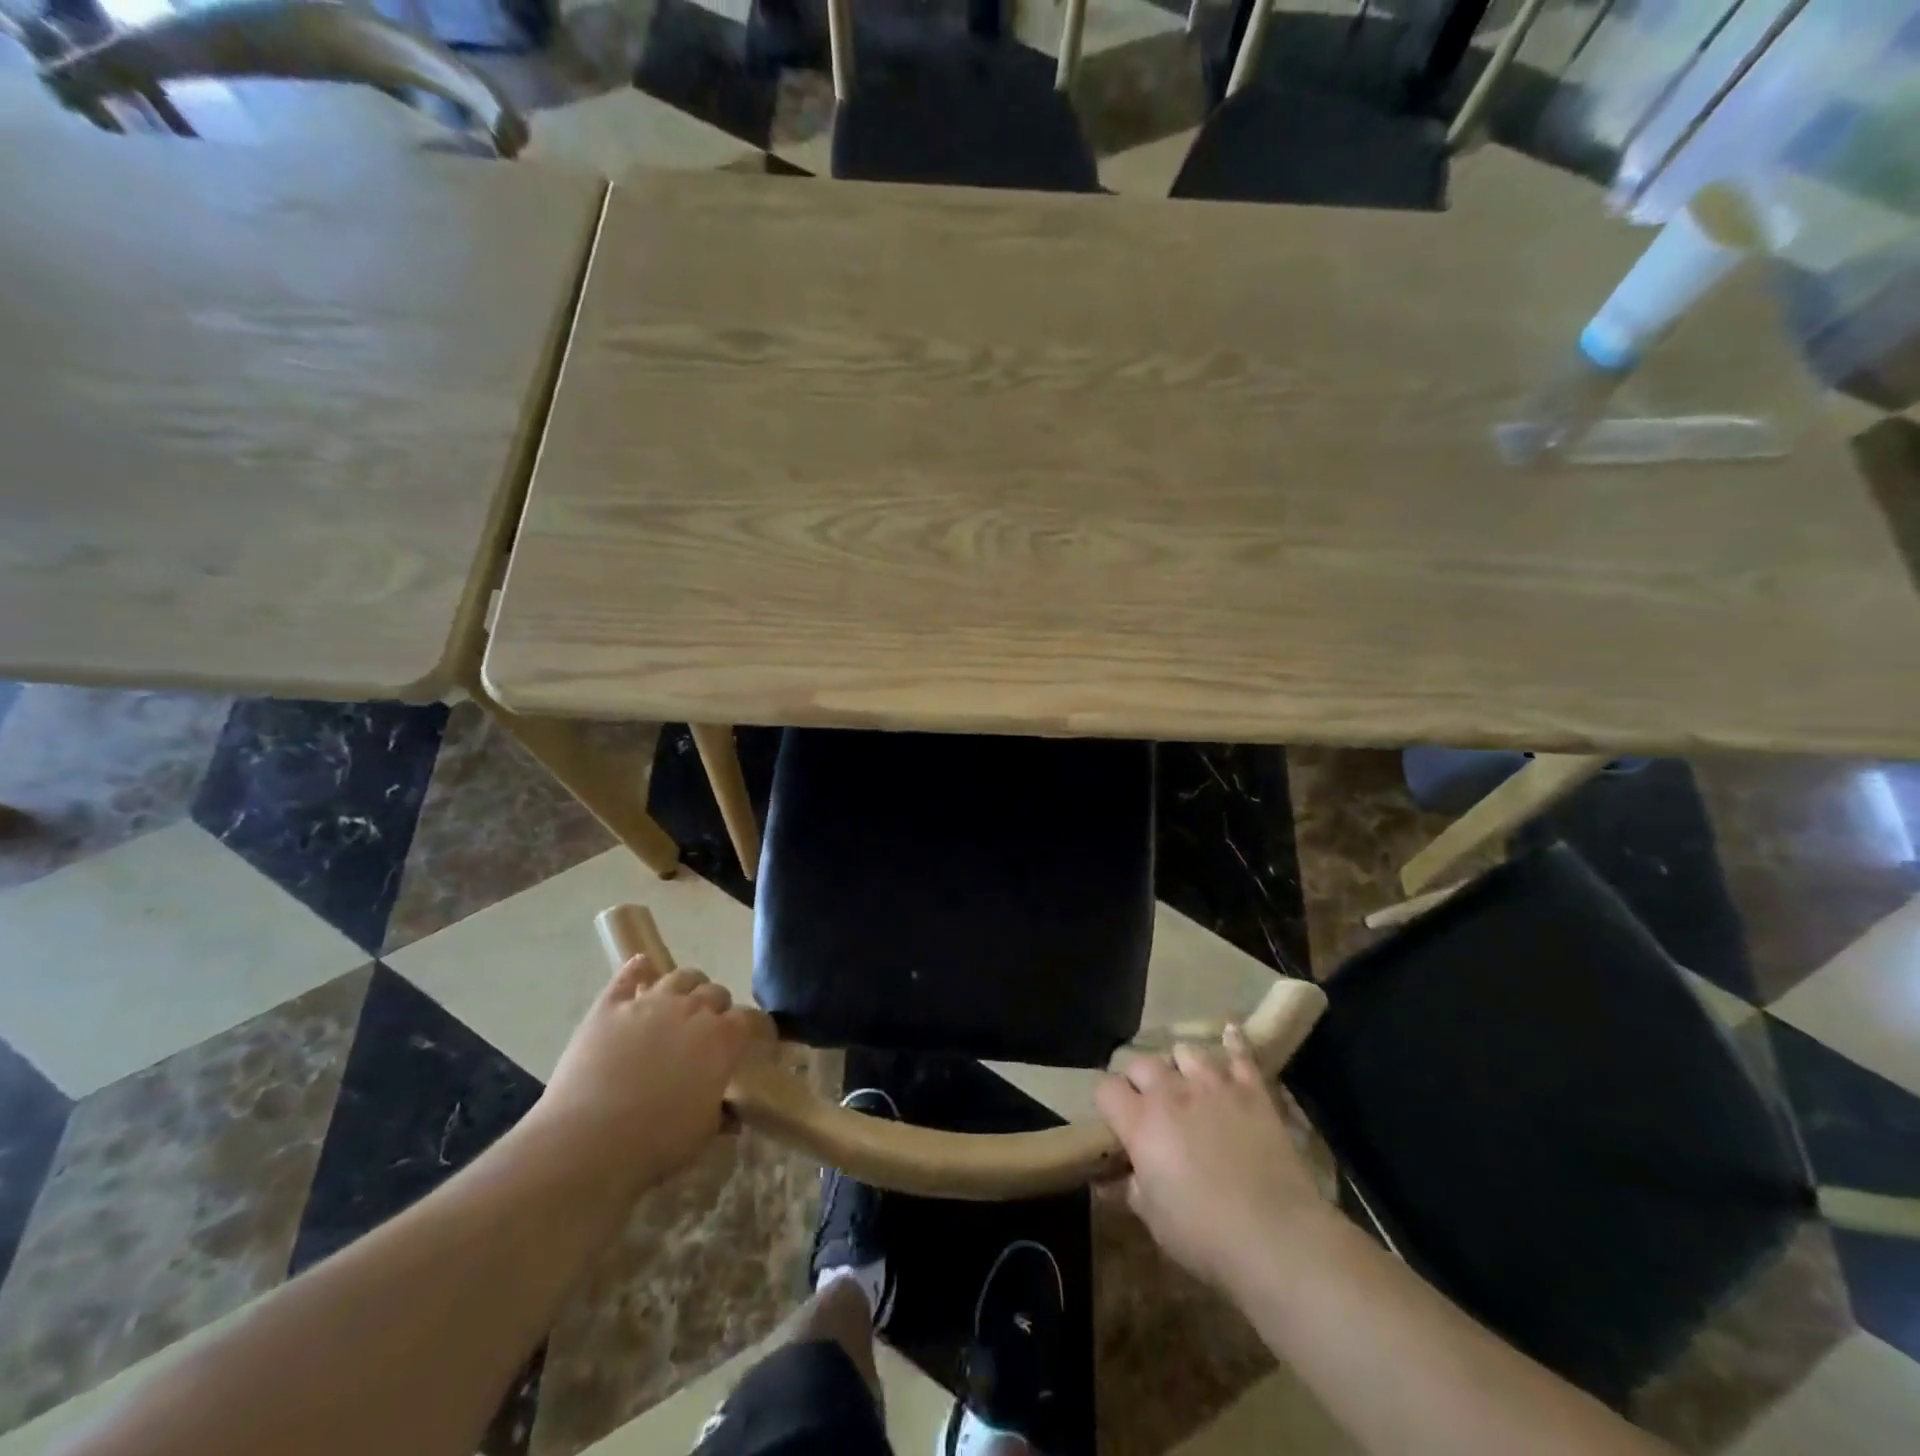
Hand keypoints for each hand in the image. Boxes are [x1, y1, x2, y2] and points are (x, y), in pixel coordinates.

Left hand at [537, 956, 763, 1186]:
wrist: (587, 1142)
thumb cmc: (655, 1143)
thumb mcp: (702, 1132)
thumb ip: (719, 1111)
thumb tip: (730, 1112)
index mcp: (722, 1039)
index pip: (751, 1020)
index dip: (753, 1029)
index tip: (751, 1042)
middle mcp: (692, 1010)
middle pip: (715, 993)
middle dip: (717, 1008)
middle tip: (708, 1029)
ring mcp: (649, 1003)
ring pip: (680, 977)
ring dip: (687, 986)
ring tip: (681, 1000)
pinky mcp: (610, 1006)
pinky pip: (628, 975)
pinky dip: (638, 968)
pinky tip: (642, 966)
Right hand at [1096, 1027, 1330, 1292]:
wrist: (1276, 1236)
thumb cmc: (1204, 1235)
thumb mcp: (1154, 1219)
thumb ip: (1130, 1190)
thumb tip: (1109, 1182)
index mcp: (1140, 1122)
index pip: (1106, 1088)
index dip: (1108, 1102)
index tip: (1115, 1121)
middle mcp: (1171, 1092)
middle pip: (1142, 1063)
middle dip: (1140, 1080)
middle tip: (1149, 1105)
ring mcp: (1213, 1085)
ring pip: (1186, 1052)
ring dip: (1181, 1066)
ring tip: (1187, 1084)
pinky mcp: (1252, 1090)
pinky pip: (1240, 1054)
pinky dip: (1233, 1043)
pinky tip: (1230, 1034)